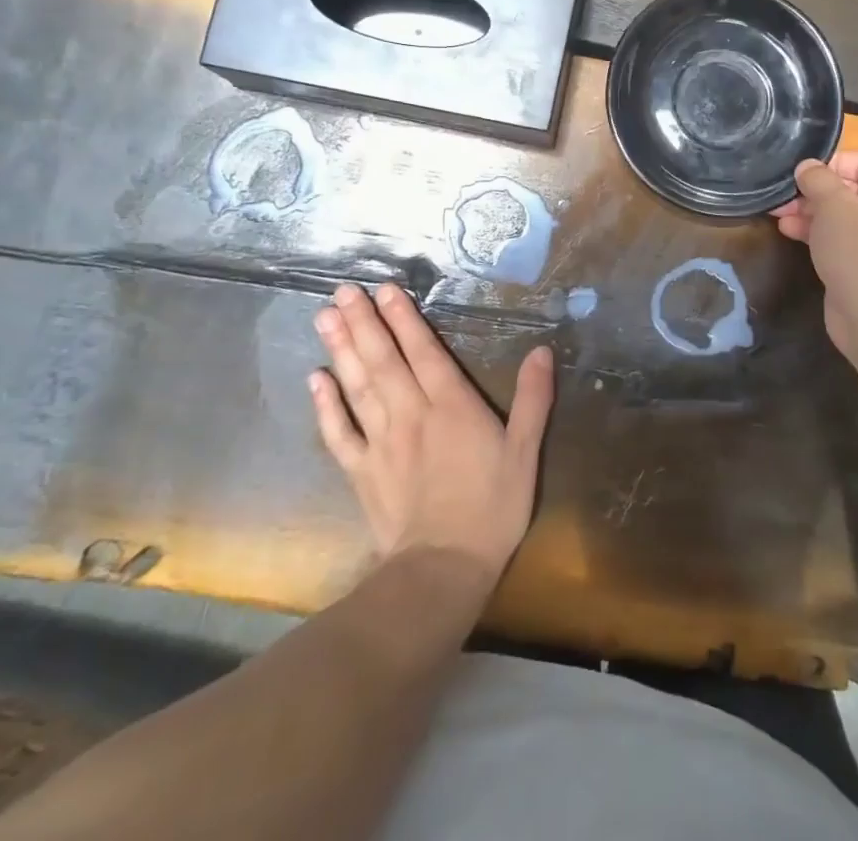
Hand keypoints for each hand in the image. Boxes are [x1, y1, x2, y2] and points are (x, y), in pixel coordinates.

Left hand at [309, 283, 553, 587]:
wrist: (443, 569)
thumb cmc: (492, 507)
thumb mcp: (525, 452)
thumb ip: (532, 399)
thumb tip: (543, 350)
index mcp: (451, 406)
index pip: (423, 352)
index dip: (405, 319)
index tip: (386, 289)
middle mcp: (411, 414)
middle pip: (383, 361)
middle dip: (364, 323)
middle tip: (342, 291)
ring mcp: (381, 442)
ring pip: (357, 387)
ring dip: (341, 350)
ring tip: (325, 317)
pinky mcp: (362, 471)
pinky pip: (339, 433)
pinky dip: (325, 405)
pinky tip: (315, 379)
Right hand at [772, 153, 857, 362]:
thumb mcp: (834, 205)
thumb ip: (818, 179)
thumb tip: (807, 166)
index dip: (827, 163)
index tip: (797, 172)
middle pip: (846, 188)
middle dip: (811, 190)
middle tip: (780, 195)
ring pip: (838, 214)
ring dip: (807, 211)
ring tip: (776, 212)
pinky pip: (836, 238)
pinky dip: (813, 231)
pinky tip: (786, 230)